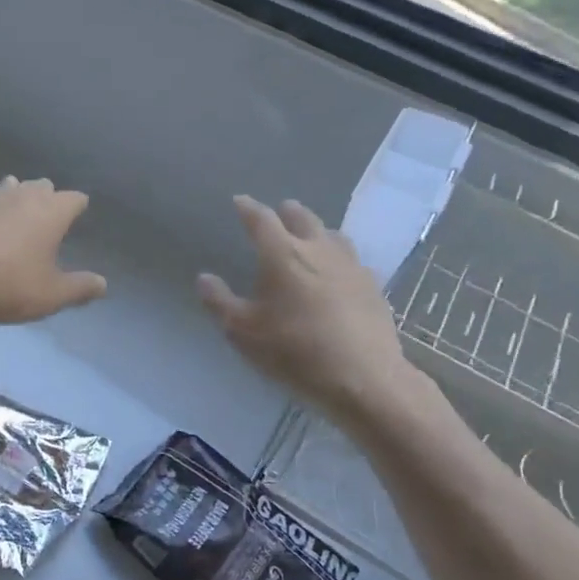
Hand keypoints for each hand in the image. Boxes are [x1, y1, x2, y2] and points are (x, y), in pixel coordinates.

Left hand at [0, 177, 107, 324]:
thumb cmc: (6, 283)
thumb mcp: (49, 295)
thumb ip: (78, 289)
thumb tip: (103, 284)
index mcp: (50, 212)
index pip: (74, 199)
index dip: (77, 207)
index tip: (77, 214)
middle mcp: (20, 195)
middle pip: (40, 186)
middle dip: (45, 197)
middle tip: (44, 216)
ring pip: (5, 188)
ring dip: (10, 199)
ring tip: (9, 216)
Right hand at [197, 195, 413, 415]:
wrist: (364, 378)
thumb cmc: (295, 352)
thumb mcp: (243, 332)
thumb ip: (220, 302)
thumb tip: (204, 277)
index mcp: (283, 255)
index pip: (262, 220)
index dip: (248, 208)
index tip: (239, 202)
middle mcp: (319, 250)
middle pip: (302, 218)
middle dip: (286, 213)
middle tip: (278, 213)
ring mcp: (351, 266)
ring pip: (332, 234)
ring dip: (317, 230)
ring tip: (310, 236)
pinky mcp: (373, 286)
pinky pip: (352, 259)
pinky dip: (338, 256)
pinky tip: (338, 271)